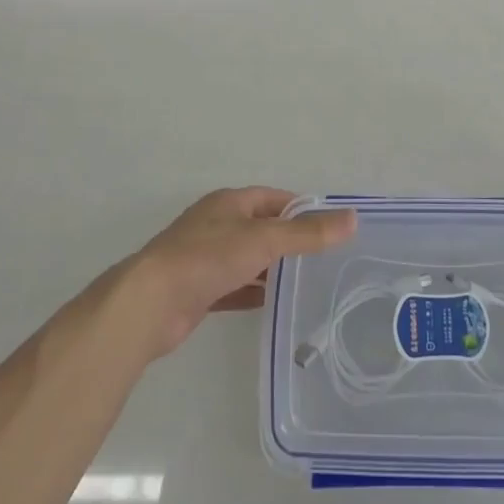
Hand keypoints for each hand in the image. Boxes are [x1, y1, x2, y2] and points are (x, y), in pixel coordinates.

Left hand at [118, 187, 356, 360]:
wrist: (150, 303)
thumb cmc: (208, 257)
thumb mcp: (264, 240)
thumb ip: (308, 233)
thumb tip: (352, 219)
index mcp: (229, 202)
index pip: (274, 198)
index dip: (302, 209)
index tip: (330, 226)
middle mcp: (216, 225)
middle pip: (261, 228)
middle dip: (289, 240)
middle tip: (325, 257)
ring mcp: (205, 259)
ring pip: (248, 259)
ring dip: (272, 268)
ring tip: (307, 282)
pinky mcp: (198, 290)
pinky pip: (235, 287)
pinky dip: (254, 292)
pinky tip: (275, 305)